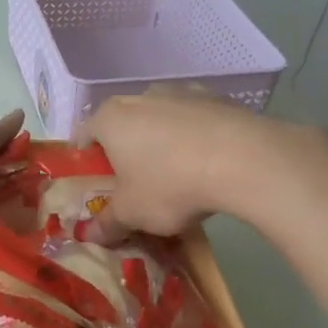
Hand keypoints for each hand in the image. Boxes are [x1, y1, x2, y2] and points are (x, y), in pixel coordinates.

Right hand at [80, 87, 291, 237]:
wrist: (242, 159)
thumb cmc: (170, 184)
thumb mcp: (133, 214)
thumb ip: (107, 223)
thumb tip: (90, 236)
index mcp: (110, 118)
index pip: (84, 136)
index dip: (87, 164)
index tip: (99, 188)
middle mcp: (140, 97)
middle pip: (123, 126)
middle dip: (126, 154)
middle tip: (136, 186)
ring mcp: (180, 91)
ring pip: (160, 120)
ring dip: (162, 143)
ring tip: (177, 177)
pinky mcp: (215, 97)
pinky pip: (194, 121)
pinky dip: (194, 138)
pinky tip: (208, 165)